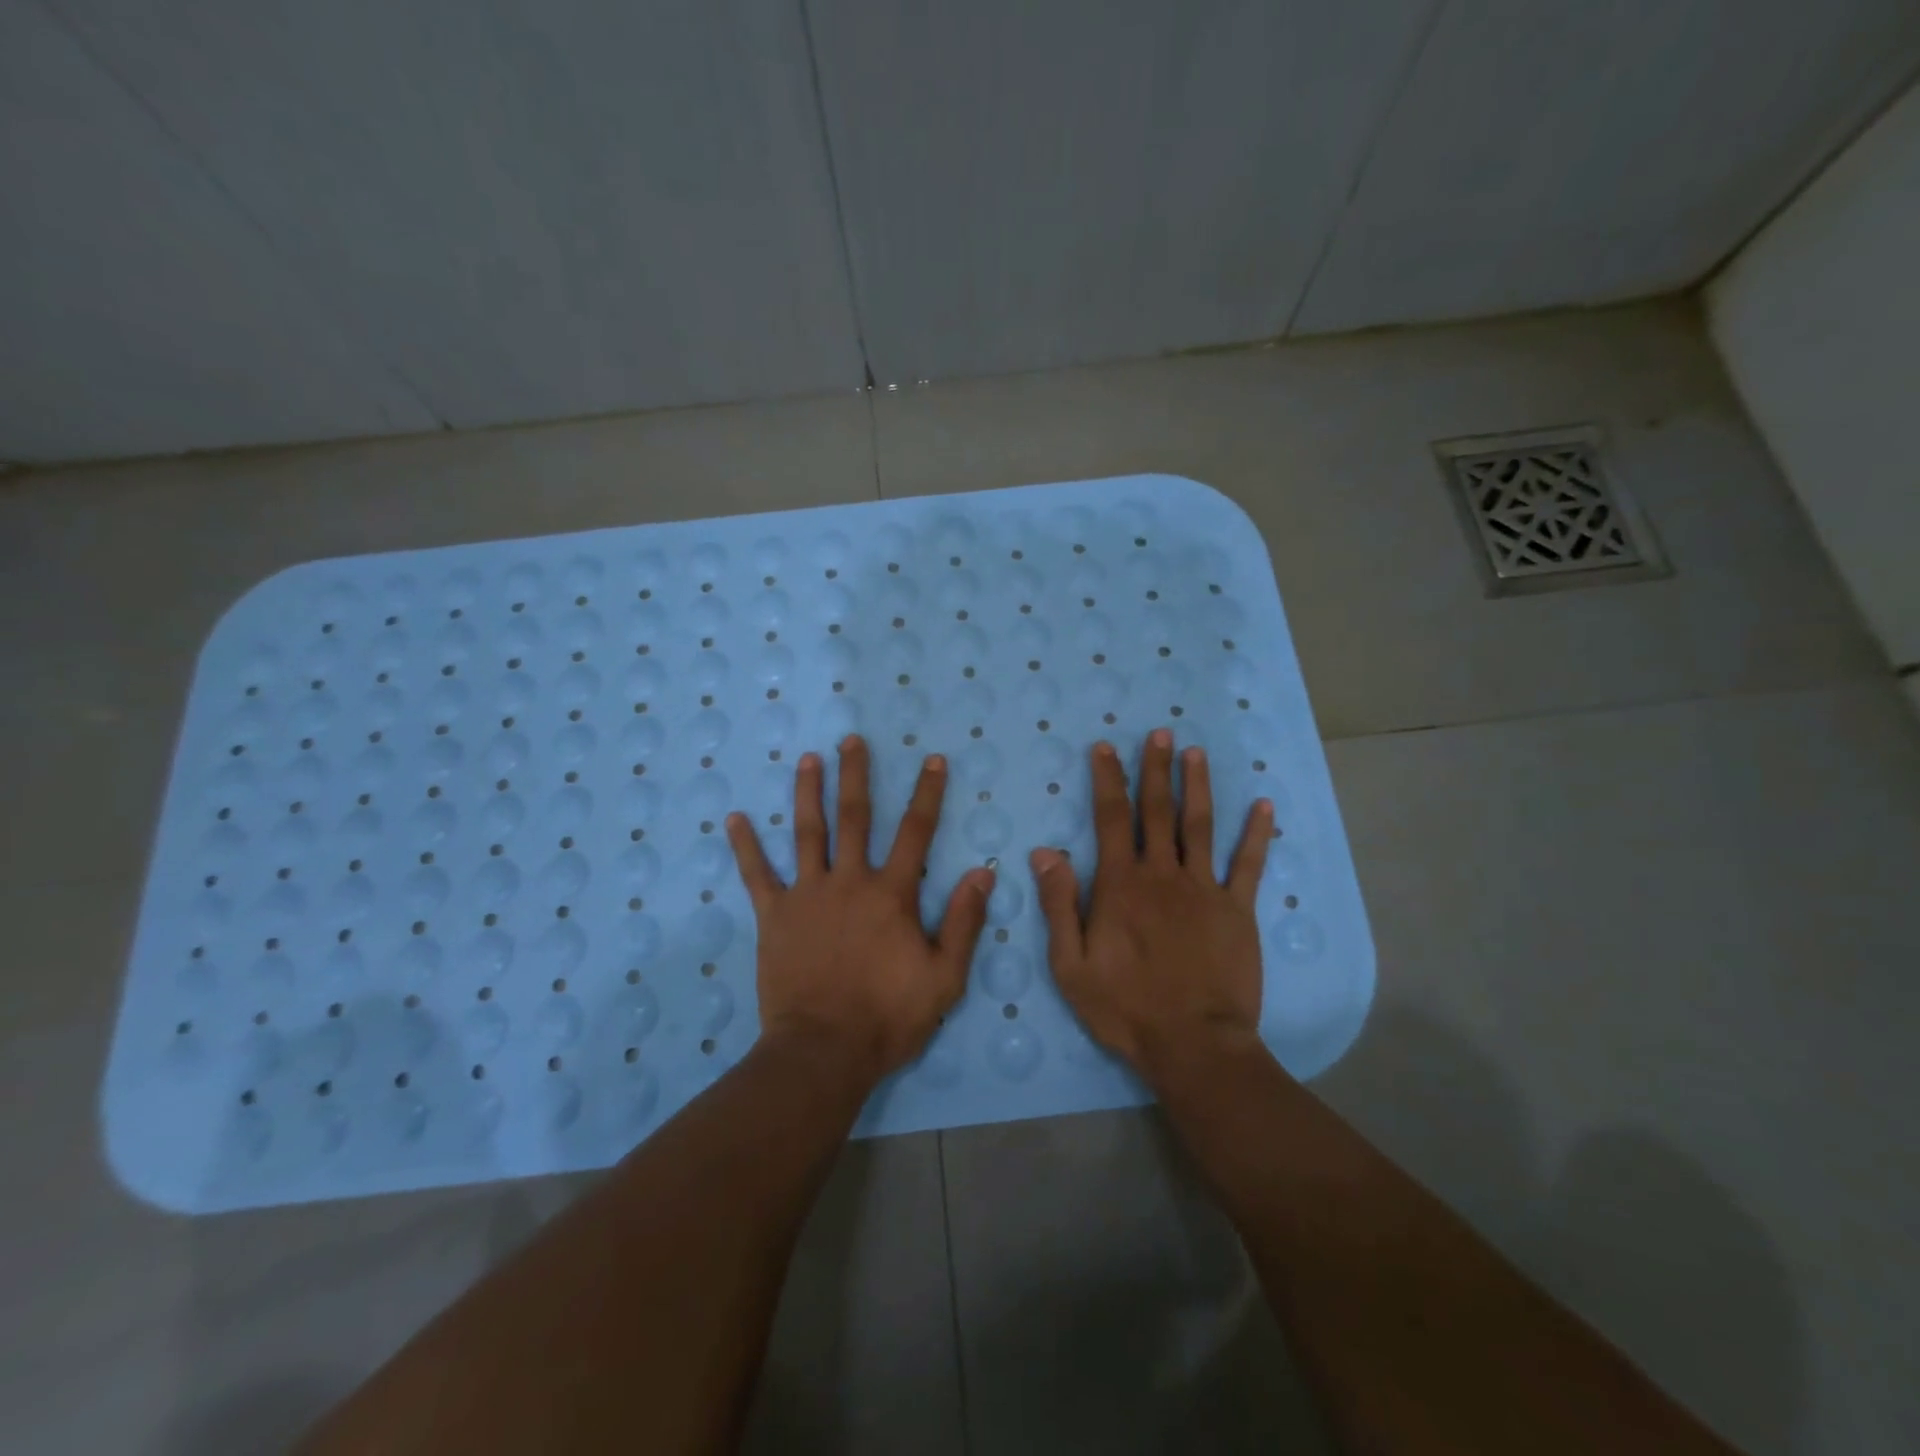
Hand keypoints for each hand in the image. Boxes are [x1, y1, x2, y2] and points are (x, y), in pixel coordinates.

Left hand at [727, 735, 993, 1082]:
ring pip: (807, 833)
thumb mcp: (944, 976)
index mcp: (891, 894)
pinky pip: (757, 875)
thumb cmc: (888, 1017)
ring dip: (807, 792)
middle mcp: (849, 882)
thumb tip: (983, 872)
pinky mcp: (774, 916)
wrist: (823, 1051)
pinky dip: (746, 847)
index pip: (915, 832)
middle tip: (852, 739)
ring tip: (807, 758)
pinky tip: (735, 819)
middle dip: (855, 775)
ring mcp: (807, 895)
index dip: (927, 794)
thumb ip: (963, 922)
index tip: (932, 760)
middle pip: (854, 817)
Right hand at [1030, 728, 1273, 1080]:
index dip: (1108, 779)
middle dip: (1155, 769)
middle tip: (1159, 733)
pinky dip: (1257, 835)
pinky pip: (1249, 865)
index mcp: (1121, 885)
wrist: (1194, 1044)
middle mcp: (1163, 874)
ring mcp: (1205, 889)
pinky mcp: (1238, 911)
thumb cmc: (1124, 1007)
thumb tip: (1046, 852)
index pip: (1111, 818)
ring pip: (1201, 826)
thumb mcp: (1070, 963)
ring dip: (1197, 786)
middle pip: (1158, 811)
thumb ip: (1059, 904)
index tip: (1106, 748)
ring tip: (1195, 753)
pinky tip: (1264, 807)